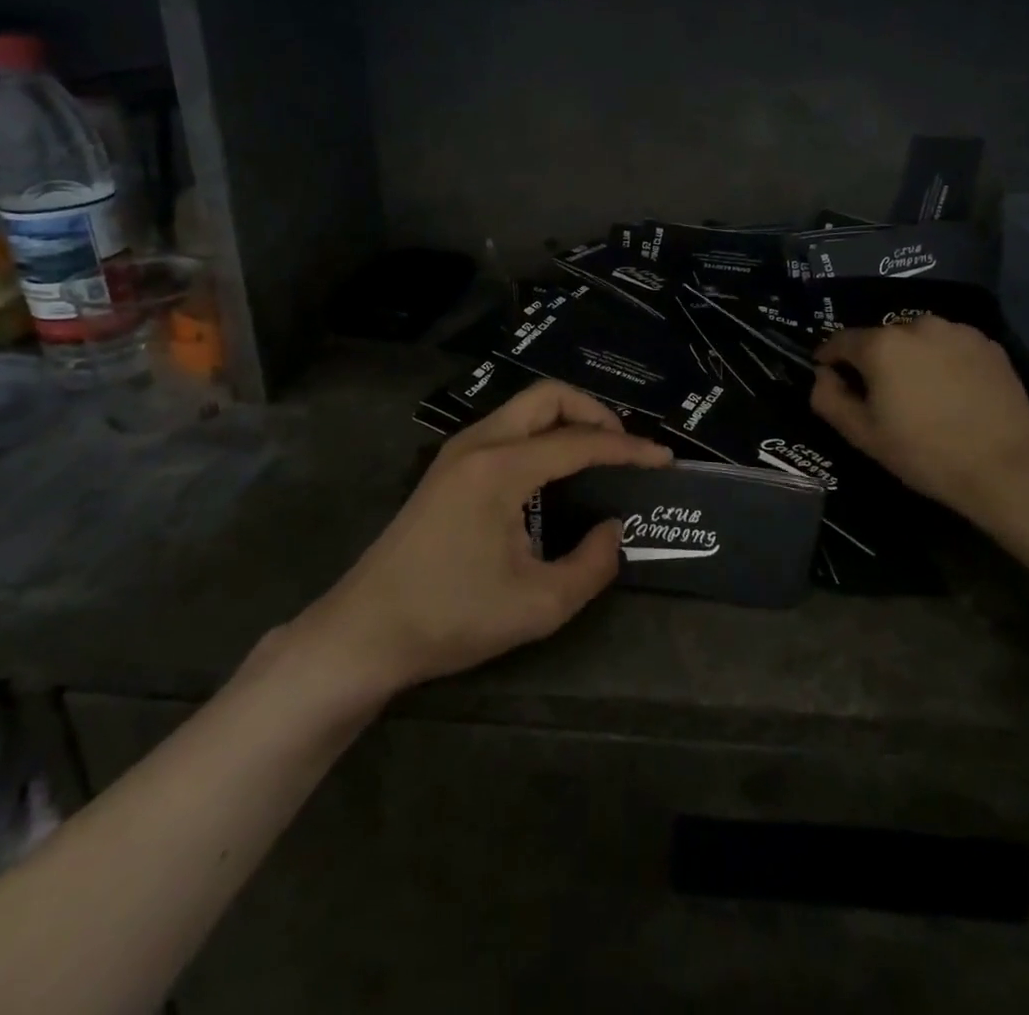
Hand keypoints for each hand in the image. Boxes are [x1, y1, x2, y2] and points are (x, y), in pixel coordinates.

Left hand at [313, 380, 670, 690]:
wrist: (364, 631)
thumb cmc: (451, 617)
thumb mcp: (538, 605)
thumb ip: (592, 565)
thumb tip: (615, 530)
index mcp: (501, 468)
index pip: (579, 442)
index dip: (628, 449)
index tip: (664, 460)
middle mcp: (478, 442)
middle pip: (548, 397)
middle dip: (594, 413)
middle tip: (624, 449)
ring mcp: (457, 451)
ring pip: (524, 409)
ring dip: (566, 422)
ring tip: (597, 459)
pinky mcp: (446, 468)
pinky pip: (506, 430)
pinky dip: (541, 437)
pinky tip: (553, 475)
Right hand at [810, 316, 1028, 523]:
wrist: (1008, 468)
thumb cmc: (925, 453)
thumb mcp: (863, 435)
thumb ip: (829, 399)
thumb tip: (823, 375)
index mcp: (881, 344)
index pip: (840, 341)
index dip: (829, 358)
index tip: (829, 376)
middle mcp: (917, 325)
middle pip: (881, 338)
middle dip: (873, 360)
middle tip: (879, 395)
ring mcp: (957, 331)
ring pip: (917, 339)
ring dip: (909, 358)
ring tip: (918, 392)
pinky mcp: (988, 344)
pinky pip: (949, 346)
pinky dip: (941, 361)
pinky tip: (950, 392)